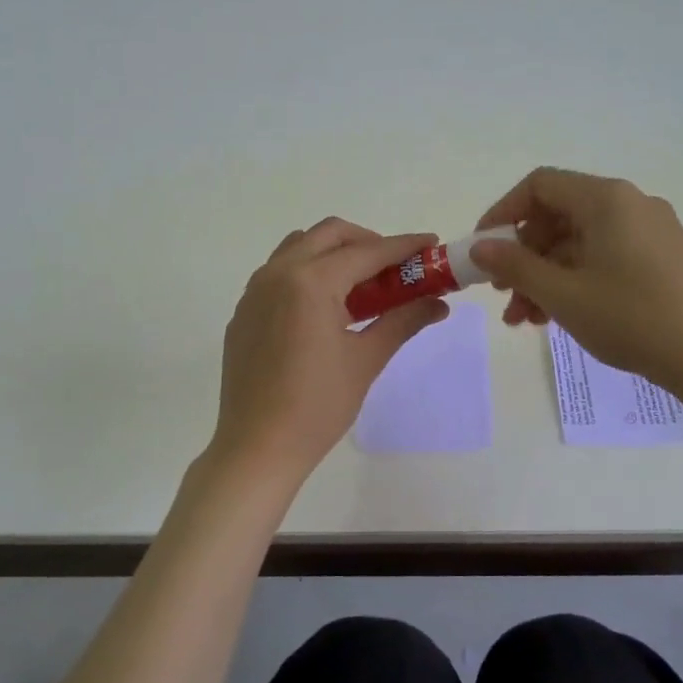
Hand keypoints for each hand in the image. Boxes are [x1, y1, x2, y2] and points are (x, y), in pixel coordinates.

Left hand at [209, 218, 449, 480]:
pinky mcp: (244, 312)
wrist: (257, 447)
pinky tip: (325, 310)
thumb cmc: (317, 406)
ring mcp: (254, 291)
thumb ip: (403, 321)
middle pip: (329, 235)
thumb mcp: (366, 360)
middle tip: (395, 267)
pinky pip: (278, 274)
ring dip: (334, 254)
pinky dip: (308, 274)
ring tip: (361, 287)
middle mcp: (277, 274)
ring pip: (299, 247)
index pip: (366, 252)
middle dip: (367, 242)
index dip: (403, 246)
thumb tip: (439, 303)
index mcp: (310, 282)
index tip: (431, 243)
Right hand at [470, 167, 682, 396]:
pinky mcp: (661, 258)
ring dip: (545, 276)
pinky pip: (603, 258)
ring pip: (579, 243)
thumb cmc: (631, 318)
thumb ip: (516, 266)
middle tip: (502, 293)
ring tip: (525, 319)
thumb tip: (480, 248)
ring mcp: (649, 232)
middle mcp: (629, 204)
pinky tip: (558, 317)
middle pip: (559, 216)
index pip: (540, 186)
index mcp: (607, 199)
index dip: (503, 213)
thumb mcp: (563, 294)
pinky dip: (575, 281)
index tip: (483, 249)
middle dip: (523, 256)